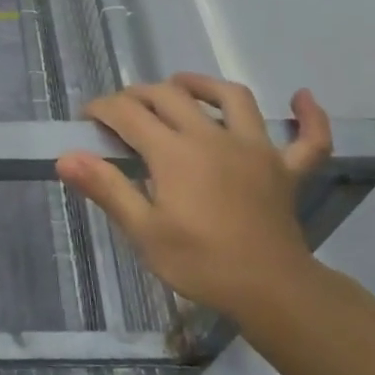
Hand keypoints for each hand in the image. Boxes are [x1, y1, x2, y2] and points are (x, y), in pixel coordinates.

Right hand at [55, 74, 332, 316]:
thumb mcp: (143, 231)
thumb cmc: (199, 262)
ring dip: (204, 84)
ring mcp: (255, 148)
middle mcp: (213, 137)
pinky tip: (301, 98)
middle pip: (171, 96)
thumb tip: (65, 157)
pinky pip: (308, 138)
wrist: (269, 290)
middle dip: (140, 94)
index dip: (102, 108)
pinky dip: (309, 117)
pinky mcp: (286, 169)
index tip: (87, 117)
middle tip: (122, 108)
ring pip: (232, 98)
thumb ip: (106, 188)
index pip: (128, 114)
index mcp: (174, 152)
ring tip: (183, 85)